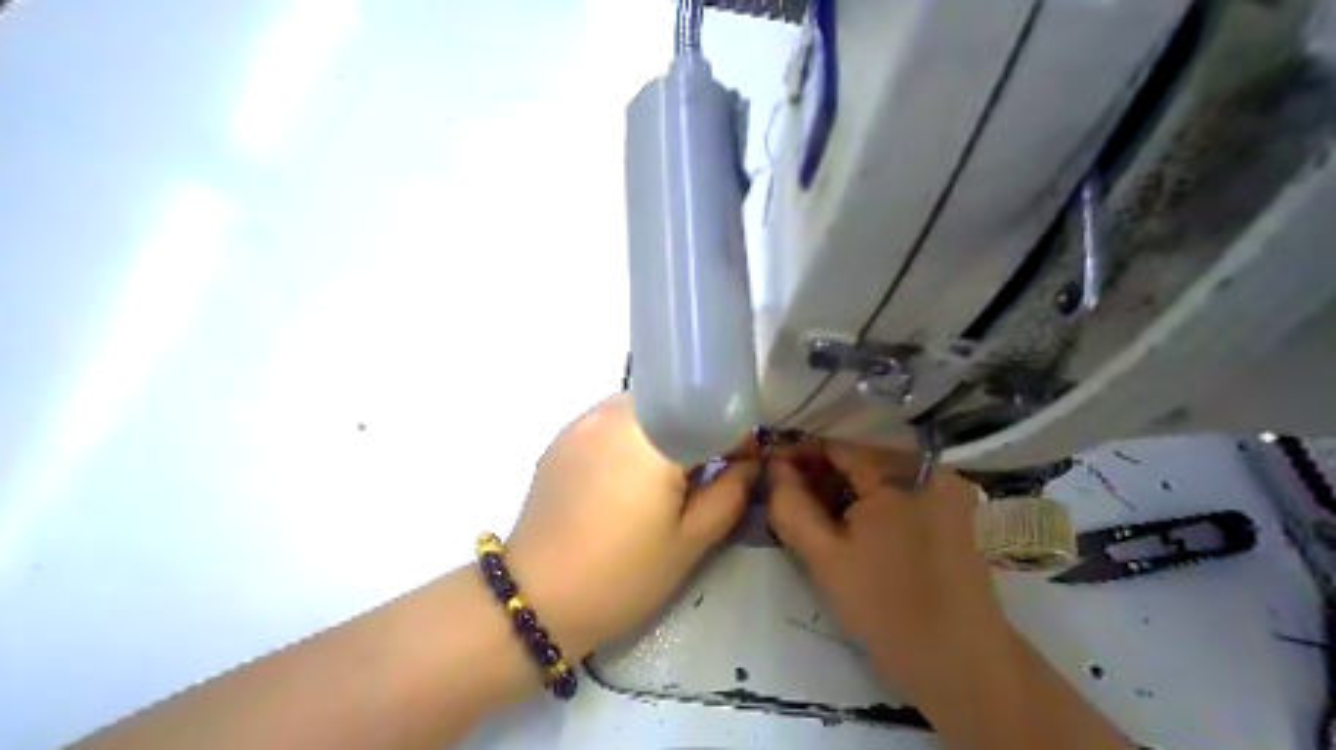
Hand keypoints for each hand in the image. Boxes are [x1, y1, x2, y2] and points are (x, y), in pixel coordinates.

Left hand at [504, 391, 755, 661]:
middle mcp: (614, 416)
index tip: (745, 461)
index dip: (735, 435)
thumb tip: (751, 464)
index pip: (709, 414)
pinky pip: (610, 420)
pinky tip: (630, 475)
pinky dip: (632, 435)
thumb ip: (730, 494)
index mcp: (652, 439)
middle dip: (698, 428)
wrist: (536, 599)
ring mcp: (583, 423)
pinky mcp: (562, 437)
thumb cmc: (622, 576)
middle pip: (673, 403)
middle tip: (706, 470)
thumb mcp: (689, 543)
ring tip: (667, 473)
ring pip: (641, 409)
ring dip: (664, 429)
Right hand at [767, 438, 1008, 692]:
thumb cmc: (886, 608)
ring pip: (880, 477)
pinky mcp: (955, 512)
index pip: (836, 446)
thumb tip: (775, 468)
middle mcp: (929, 468)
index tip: (771, 477)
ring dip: (845, 491)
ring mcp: (947, 490)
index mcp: (900, 472)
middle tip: (790, 504)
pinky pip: (902, 493)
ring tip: (817, 520)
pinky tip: (854, 530)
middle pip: (860, 459)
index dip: (798, 457)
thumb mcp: (824, 557)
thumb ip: (791, 505)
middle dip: (821, 477)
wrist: (961, 664)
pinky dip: (873, 504)